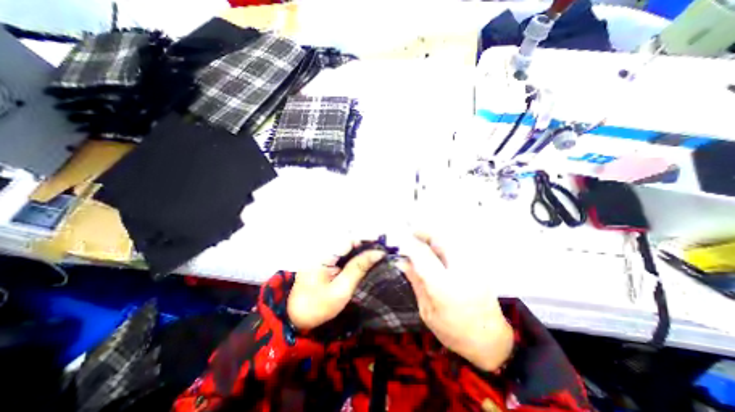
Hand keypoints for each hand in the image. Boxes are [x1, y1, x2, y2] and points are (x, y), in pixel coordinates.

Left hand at [286, 246, 384, 330]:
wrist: (296, 317)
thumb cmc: (318, 306)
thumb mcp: (341, 290)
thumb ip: (359, 268)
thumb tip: (378, 253)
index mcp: (323, 255)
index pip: (349, 239)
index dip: (366, 239)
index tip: (382, 245)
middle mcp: (321, 248)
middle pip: (347, 238)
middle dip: (365, 242)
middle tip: (380, 251)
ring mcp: (321, 252)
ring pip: (345, 243)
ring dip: (361, 246)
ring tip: (375, 253)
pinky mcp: (323, 257)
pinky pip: (341, 250)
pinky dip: (354, 252)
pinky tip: (363, 258)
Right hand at [399, 233, 511, 371]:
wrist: (490, 340)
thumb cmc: (453, 331)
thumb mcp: (427, 311)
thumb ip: (416, 282)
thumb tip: (402, 261)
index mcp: (444, 287)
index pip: (423, 255)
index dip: (410, 244)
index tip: (400, 241)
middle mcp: (461, 271)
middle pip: (441, 239)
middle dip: (425, 232)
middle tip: (412, 232)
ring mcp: (474, 266)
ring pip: (452, 239)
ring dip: (435, 236)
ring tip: (422, 239)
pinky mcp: (479, 266)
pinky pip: (459, 245)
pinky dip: (445, 242)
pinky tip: (437, 248)